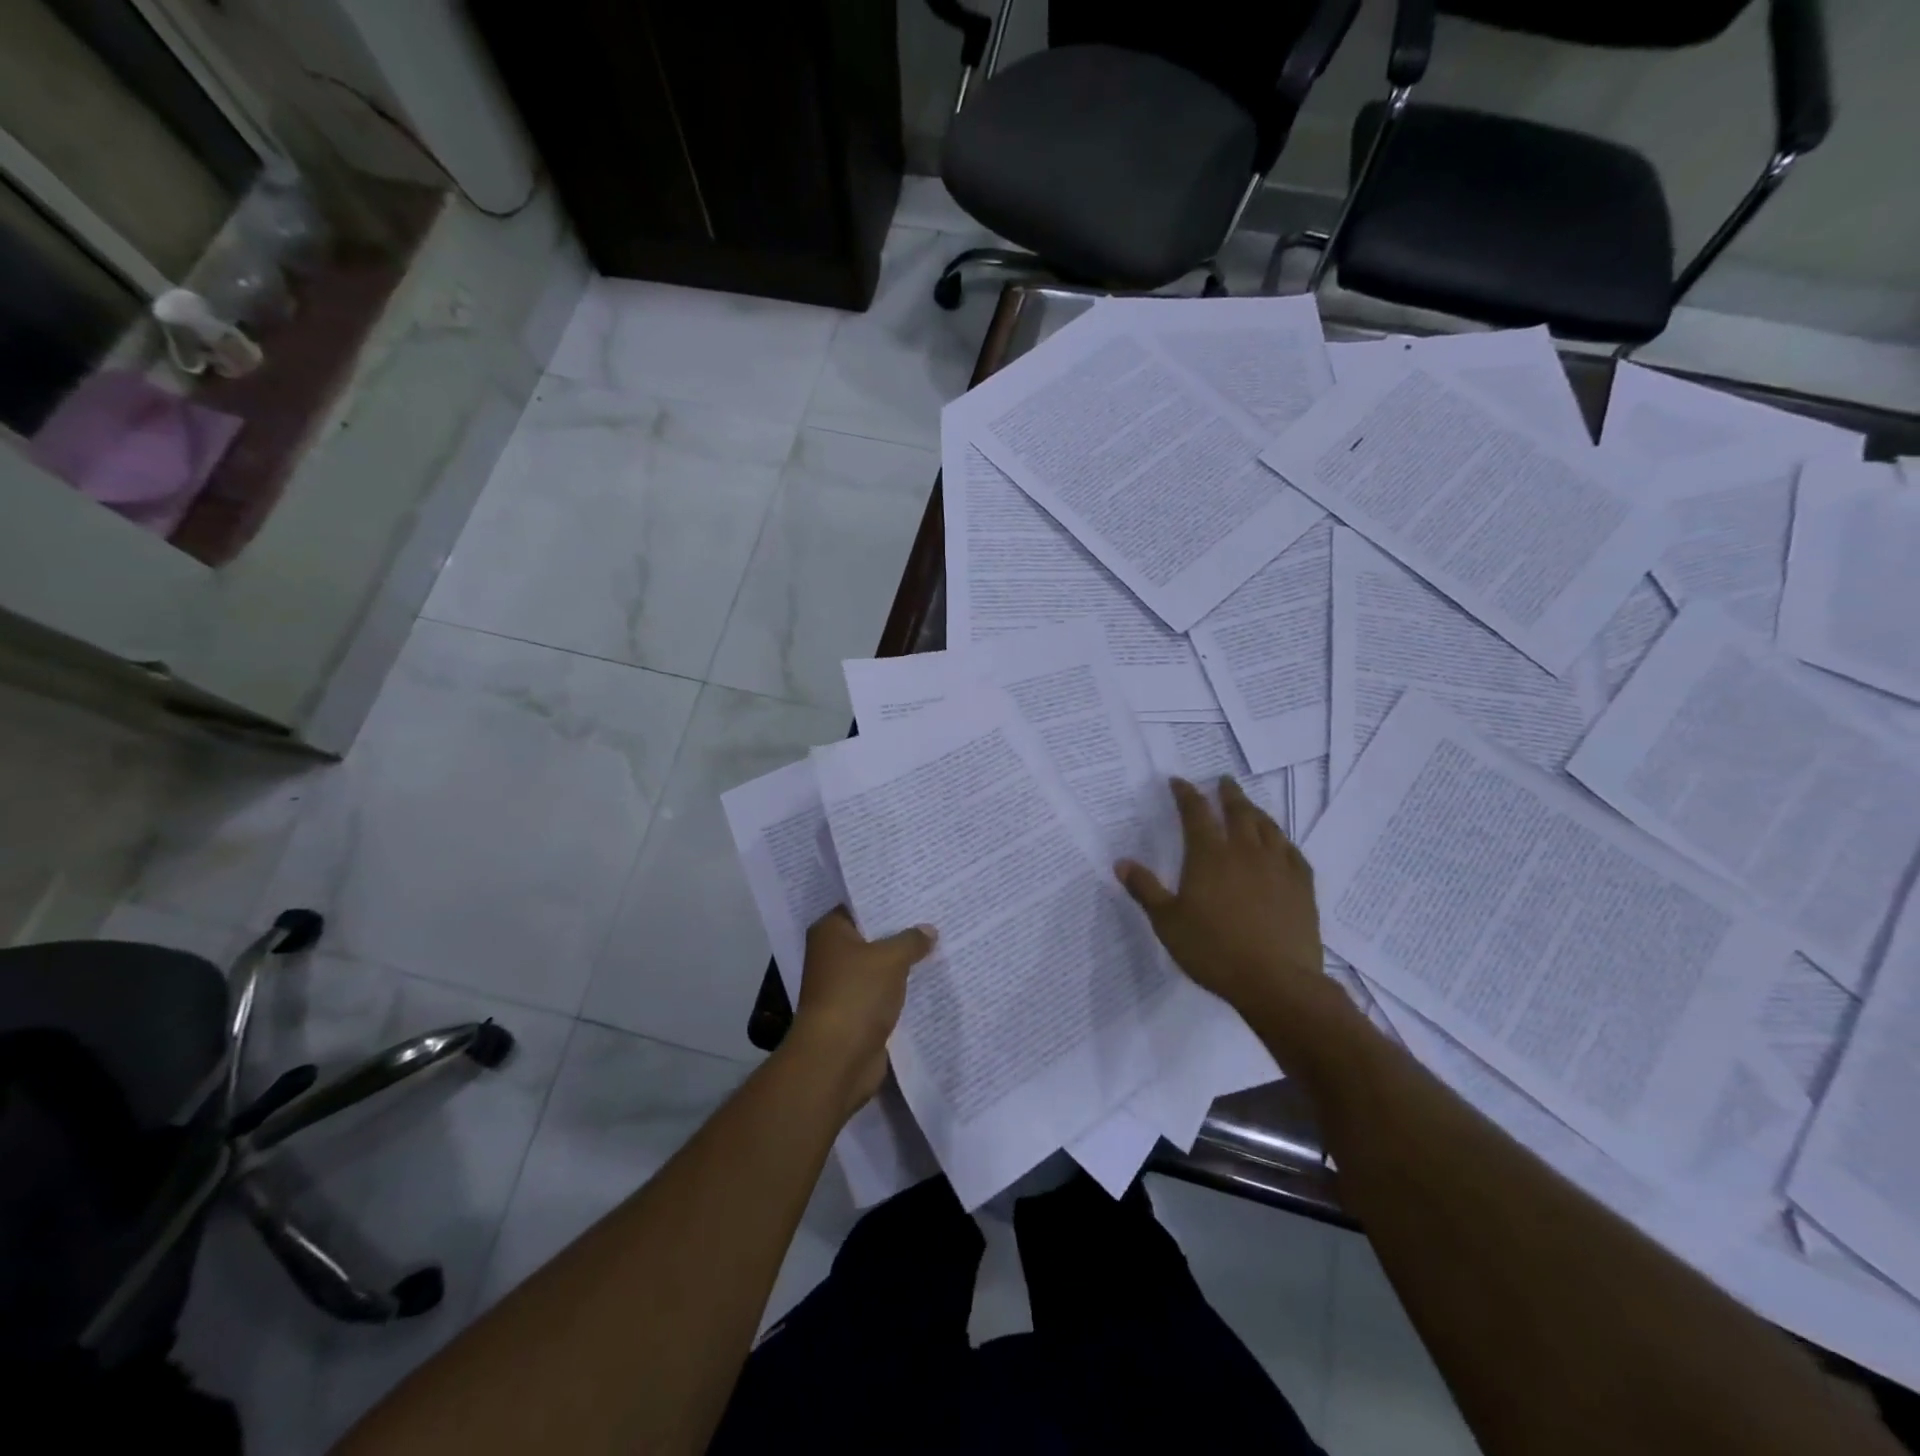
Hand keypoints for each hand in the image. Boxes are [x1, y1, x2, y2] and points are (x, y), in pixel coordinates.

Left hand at [788, 907, 935, 1116]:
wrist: (836, 1059)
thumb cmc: (856, 995)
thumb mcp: (891, 959)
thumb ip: (911, 940)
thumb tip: (928, 930)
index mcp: (830, 931)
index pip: (861, 905)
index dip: (888, 898)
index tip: (918, 890)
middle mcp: (832, 954)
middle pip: (872, 935)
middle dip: (901, 929)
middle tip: (936, 913)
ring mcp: (843, 985)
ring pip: (880, 965)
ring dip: (903, 961)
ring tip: (940, 942)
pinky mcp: (856, 1011)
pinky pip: (884, 991)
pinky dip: (901, 987)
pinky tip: (930, 977)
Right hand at [1116, 777, 1332, 1020]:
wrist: (1276, 982)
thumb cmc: (1213, 950)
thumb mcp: (1168, 922)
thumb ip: (1146, 890)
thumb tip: (1121, 863)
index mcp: (1209, 856)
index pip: (1195, 813)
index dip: (1186, 794)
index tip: (1179, 781)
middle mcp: (1245, 852)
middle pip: (1238, 811)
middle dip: (1228, 794)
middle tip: (1223, 781)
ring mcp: (1278, 867)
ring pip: (1268, 828)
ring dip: (1256, 812)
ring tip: (1250, 807)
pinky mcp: (1303, 887)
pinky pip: (1293, 853)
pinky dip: (1283, 842)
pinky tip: (1281, 845)